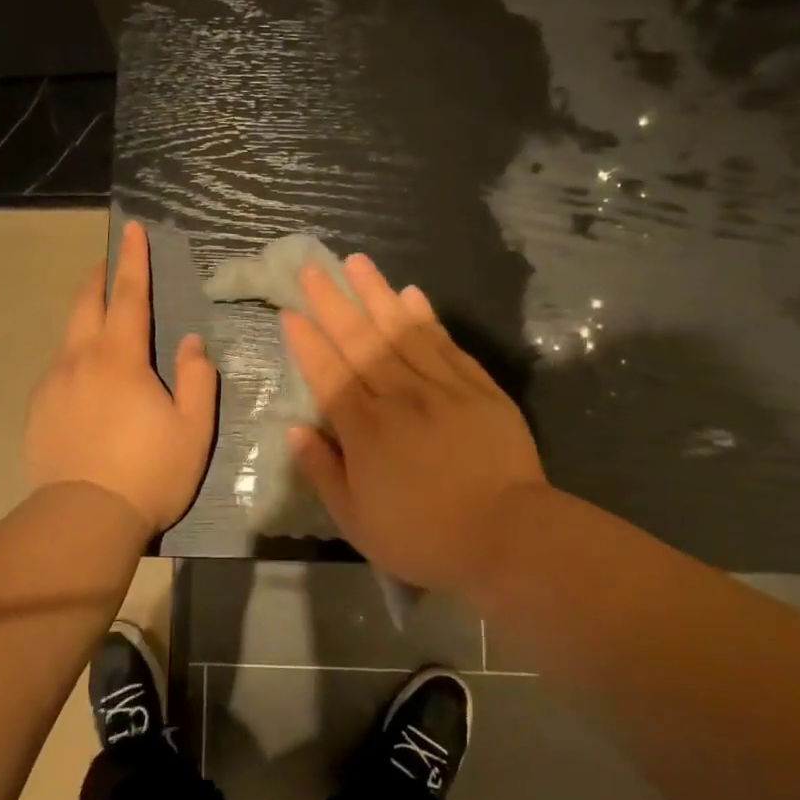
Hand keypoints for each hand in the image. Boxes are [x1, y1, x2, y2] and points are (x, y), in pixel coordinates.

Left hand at [25, 220, 218, 533]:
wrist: (83, 519)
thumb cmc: (149, 472)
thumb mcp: (192, 428)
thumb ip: (196, 378)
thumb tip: (191, 343)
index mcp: (120, 358)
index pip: (129, 295)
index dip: (132, 260)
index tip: (131, 228)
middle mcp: (80, 360)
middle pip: (86, 304)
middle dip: (99, 277)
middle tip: (109, 263)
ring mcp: (53, 384)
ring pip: (69, 336)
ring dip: (86, 319)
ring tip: (102, 323)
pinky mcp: (38, 410)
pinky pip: (59, 370)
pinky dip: (75, 358)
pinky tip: (86, 380)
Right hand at [282, 254, 546, 591]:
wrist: (508, 537)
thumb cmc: (424, 535)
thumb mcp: (357, 521)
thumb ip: (323, 471)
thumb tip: (295, 430)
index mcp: (365, 429)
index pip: (328, 374)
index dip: (306, 342)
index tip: (290, 312)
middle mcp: (398, 396)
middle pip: (360, 340)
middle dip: (333, 301)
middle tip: (313, 268)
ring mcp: (441, 387)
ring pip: (401, 330)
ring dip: (376, 293)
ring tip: (357, 262)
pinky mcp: (478, 388)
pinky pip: (445, 343)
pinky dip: (425, 317)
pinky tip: (411, 294)